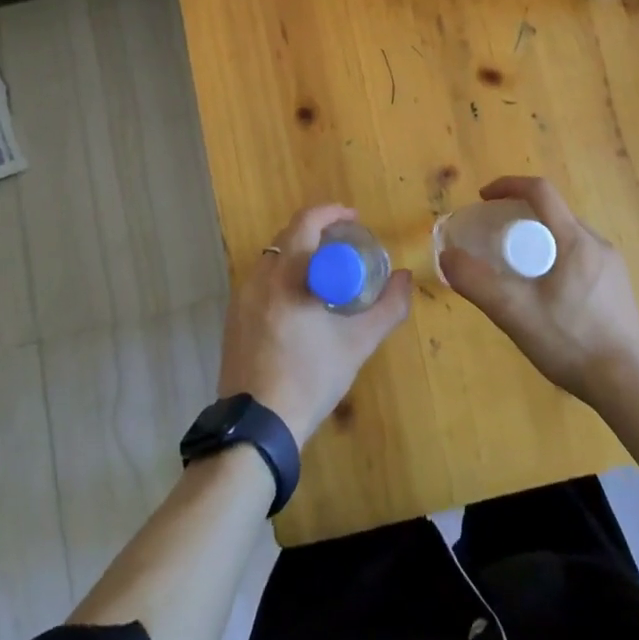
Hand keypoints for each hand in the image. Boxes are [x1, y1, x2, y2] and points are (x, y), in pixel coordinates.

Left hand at [217, 204, 412, 445]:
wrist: (258, 426)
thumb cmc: (310, 378)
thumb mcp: (357, 343)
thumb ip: (388, 308)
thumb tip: (405, 278)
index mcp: (287, 274)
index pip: (306, 221)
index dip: (332, 213)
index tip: (355, 220)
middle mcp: (259, 277)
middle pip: (288, 236)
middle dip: (318, 231)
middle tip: (346, 244)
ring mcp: (241, 297)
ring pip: (273, 258)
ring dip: (300, 254)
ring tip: (327, 272)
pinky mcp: (234, 318)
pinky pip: (262, 281)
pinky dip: (284, 276)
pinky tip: (301, 302)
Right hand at [439, 176, 638, 410]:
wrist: (629, 387)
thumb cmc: (571, 342)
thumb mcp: (514, 312)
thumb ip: (476, 282)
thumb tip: (447, 256)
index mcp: (576, 240)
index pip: (541, 191)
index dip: (508, 185)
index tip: (483, 198)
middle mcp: (599, 245)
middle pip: (553, 214)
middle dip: (519, 218)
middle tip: (495, 241)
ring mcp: (613, 267)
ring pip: (567, 238)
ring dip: (539, 241)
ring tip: (517, 270)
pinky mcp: (619, 289)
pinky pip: (581, 258)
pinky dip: (556, 260)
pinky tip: (546, 296)